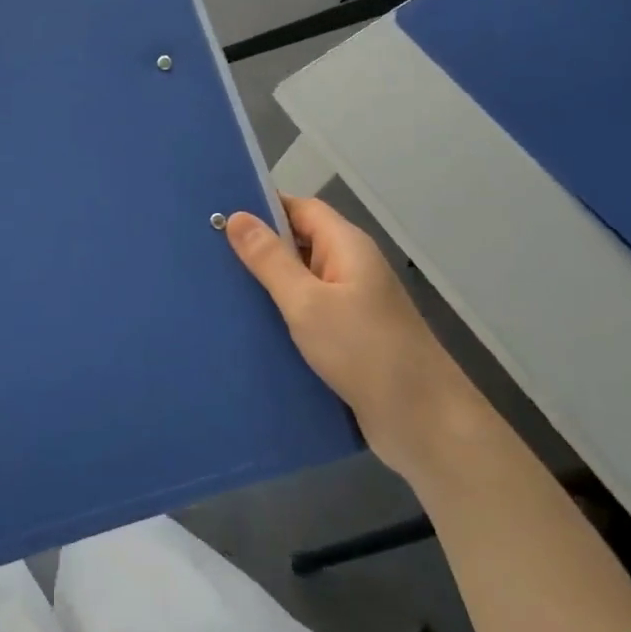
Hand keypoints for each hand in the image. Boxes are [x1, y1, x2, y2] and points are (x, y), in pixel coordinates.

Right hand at [227, 195, 482, 477]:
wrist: (424, 423)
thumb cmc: (364, 351)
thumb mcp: (307, 301)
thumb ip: (269, 259)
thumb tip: (237, 216)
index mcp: (347, 246)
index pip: (301, 208)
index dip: (262, 207)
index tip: (217, 216)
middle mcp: (351, 268)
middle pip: (299, 243)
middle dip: (257, 247)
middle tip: (207, 254)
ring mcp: (352, 305)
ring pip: (300, 281)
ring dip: (266, 285)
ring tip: (217, 289)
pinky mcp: (348, 338)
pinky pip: (307, 313)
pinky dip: (280, 315)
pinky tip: (248, 328)